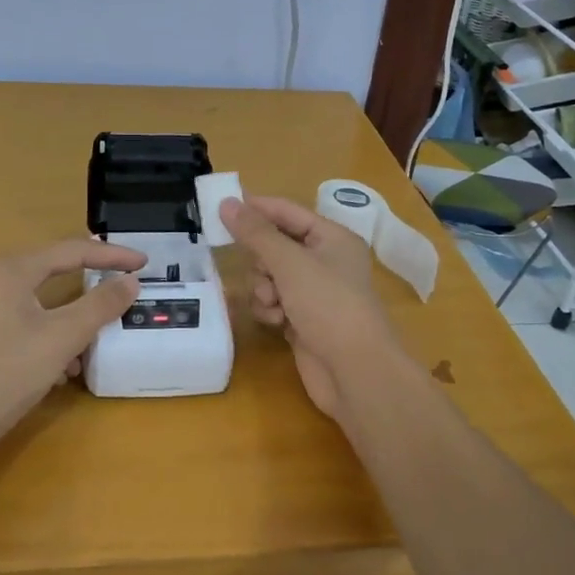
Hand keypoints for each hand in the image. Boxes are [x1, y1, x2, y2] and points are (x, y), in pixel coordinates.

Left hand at [0, 239, 145, 456]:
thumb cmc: (7, 372)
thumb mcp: (62, 337)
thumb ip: (100, 305)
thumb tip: (130, 281)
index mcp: (12, 271)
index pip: (71, 251)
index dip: (111, 255)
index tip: (143, 263)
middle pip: (52, 272)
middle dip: (89, 284)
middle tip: (121, 284)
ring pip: (39, 304)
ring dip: (70, 320)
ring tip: (92, 343)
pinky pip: (23, 326)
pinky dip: (48, 339)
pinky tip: (59, 371)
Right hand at [220, 196, 398, 419]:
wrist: (354, 371)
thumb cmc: (328, 305)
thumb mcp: (290, 263)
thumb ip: (256, 233)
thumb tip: (226, 203)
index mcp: (332, 237)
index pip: (287, 211)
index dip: (255, 208)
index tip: (220, 207)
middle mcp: (325, 261)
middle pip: (275, 246)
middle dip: (262, 261)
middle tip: (263, 274)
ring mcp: (314, 292)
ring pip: (270, 277)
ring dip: (264, 289)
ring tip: (274, 304)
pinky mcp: (303, 319)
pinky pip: (274, 302)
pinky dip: (271, 310)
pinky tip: (278, 323)